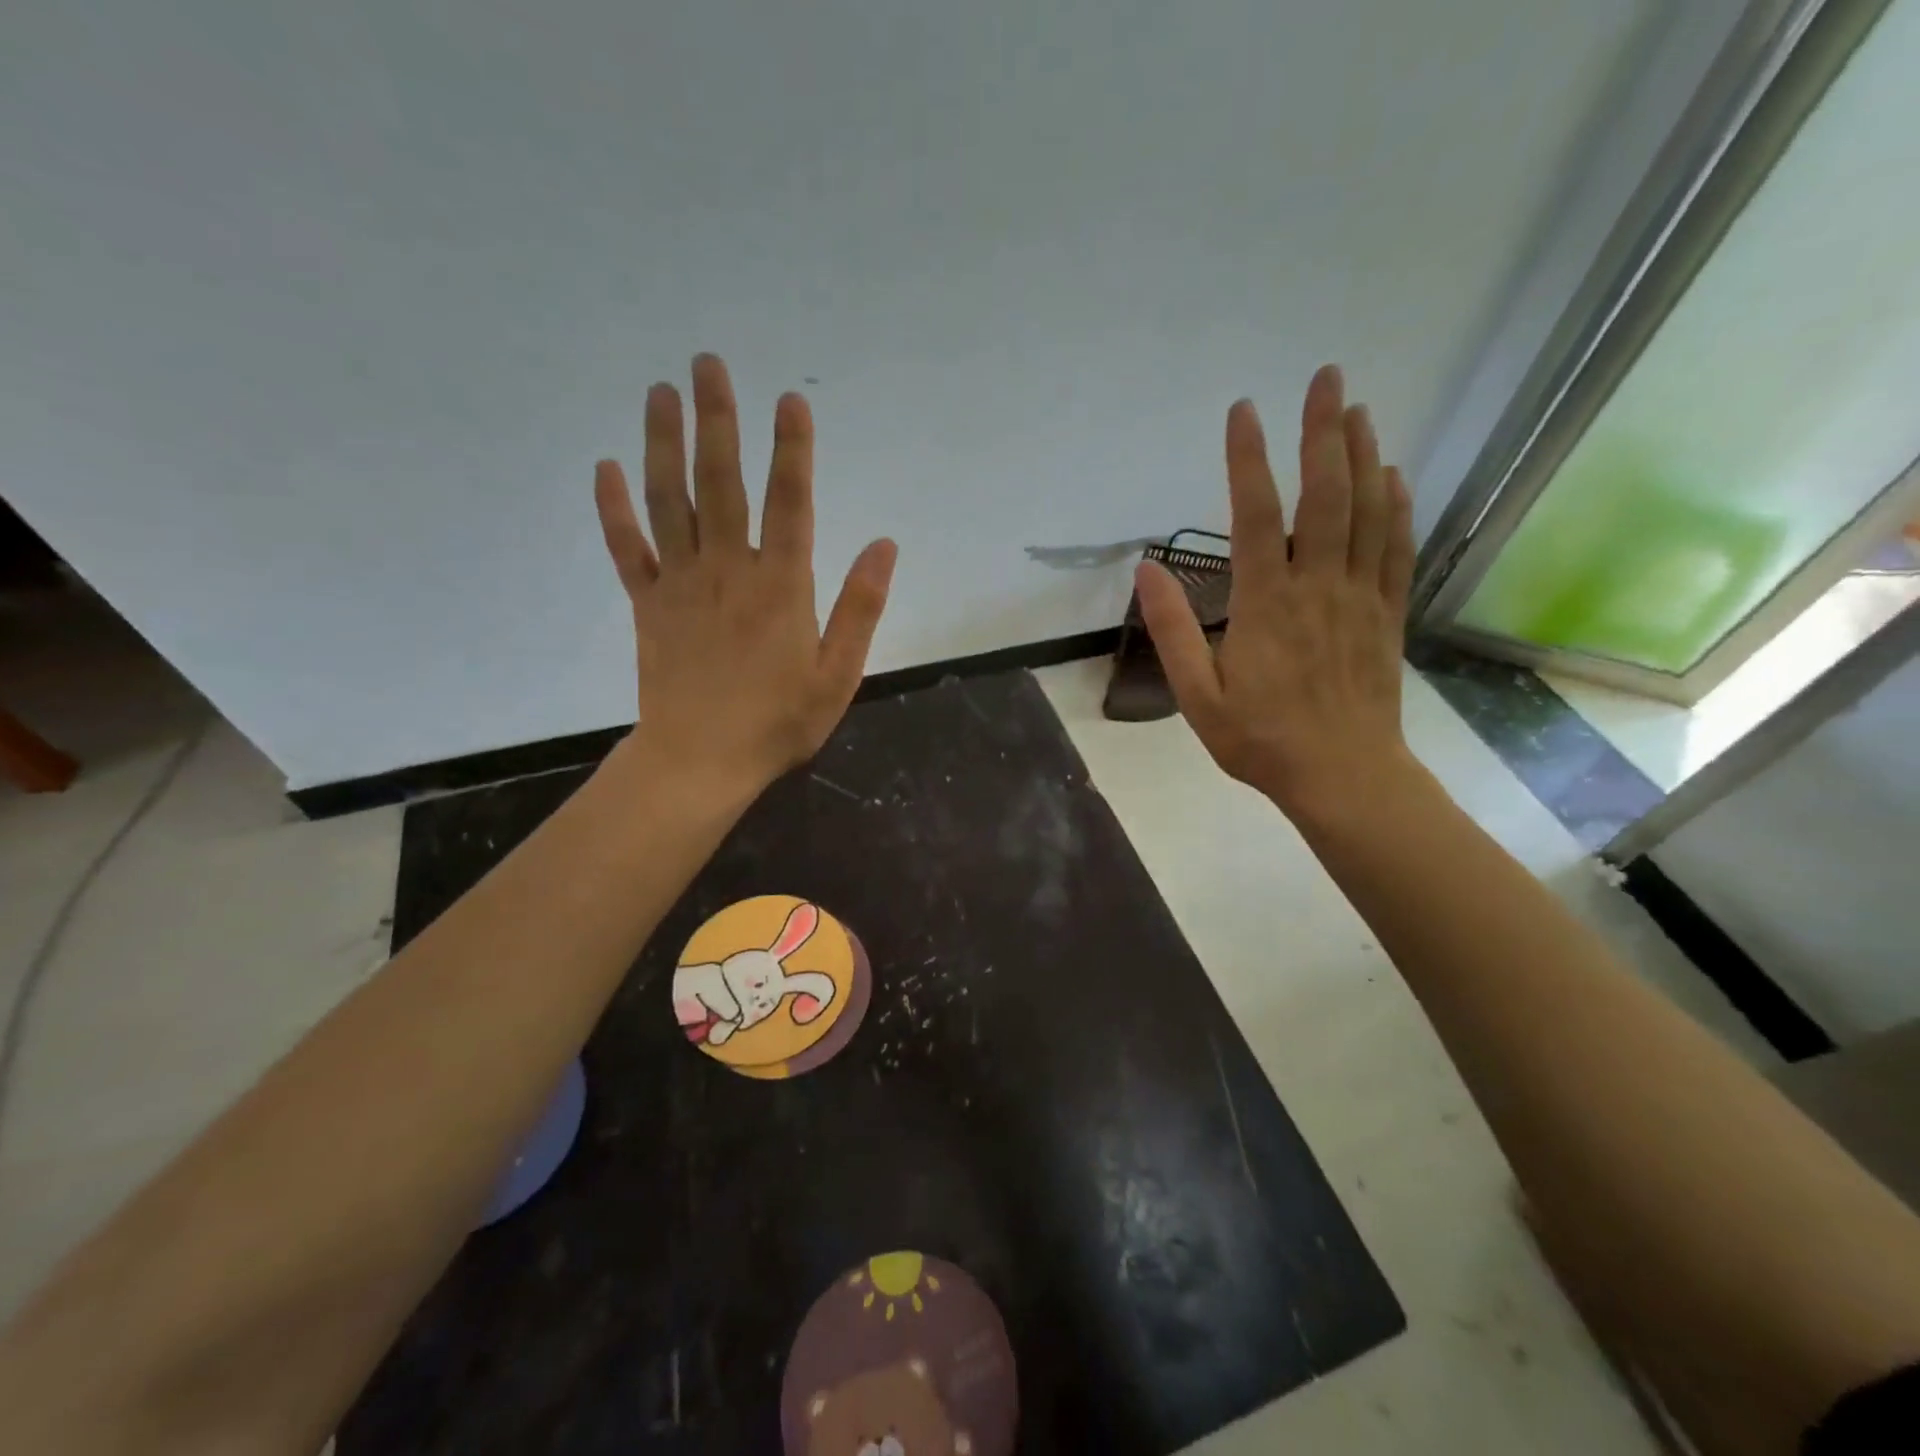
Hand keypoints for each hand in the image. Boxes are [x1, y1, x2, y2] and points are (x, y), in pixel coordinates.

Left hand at [594, 354, 896, 791]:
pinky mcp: (648, 604)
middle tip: (707, 364)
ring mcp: (681, 584)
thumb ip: (860, 608)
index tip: (790, 401)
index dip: (792, 450)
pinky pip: (627, 548)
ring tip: (661, 392)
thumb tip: (884, 546)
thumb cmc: (779, 722)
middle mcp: (729, 570)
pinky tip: (607, 467)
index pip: (790, 502)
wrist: (701, 761)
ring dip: (664, 443)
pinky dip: (614, 508)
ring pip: (670, 501)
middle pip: (722, 483)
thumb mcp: (838, 674)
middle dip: (718, 421)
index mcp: (780, 586)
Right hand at [1136, 365, 1415, 821]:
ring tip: (1357, 409)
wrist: (1343, 777)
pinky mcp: (1387, 614)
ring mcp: (1360, 597)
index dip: (1249, 460)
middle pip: (1325, 496)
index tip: (1244, 411)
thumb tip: (1146, 570)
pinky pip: (1396, 547)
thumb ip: (1173, 630)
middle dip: (1323, 432)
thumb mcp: (1198, 696)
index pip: (1256, 517)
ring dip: (1364, 455)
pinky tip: (1392, 475)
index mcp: (1266, 605)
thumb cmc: (1260, 739)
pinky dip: (1397, 505)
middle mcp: (1318, 587)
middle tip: (1325, 379)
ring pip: (1369, 512)